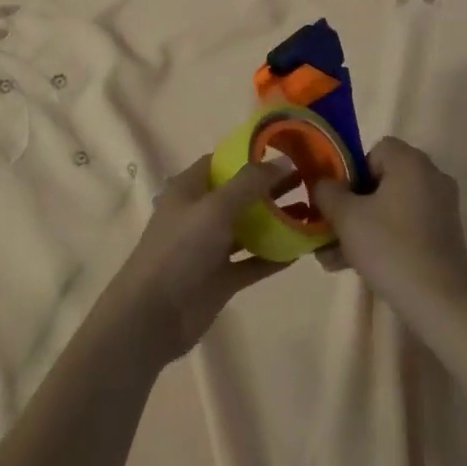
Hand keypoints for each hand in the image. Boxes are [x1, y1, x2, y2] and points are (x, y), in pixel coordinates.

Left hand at [95, 157, 291, 366]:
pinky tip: (301, 250)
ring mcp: (210, 247)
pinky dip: (274, 256)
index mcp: (189, 188)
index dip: (252, 154)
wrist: (153, 315)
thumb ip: (250, 183)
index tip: (287, 150)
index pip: (223, 161)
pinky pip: (252, 261)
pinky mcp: (221, 278)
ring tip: (312, 211)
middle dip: (271, 186)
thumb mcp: (215, 207)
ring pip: (248, 227)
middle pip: (240, 193)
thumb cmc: (180, 249)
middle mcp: (200, 213)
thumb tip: (284, 159)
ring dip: (276, 220)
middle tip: (309, 180)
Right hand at [313, 138, 466, 320]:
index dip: (351, 172)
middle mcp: (431, 177)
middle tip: (329, 230)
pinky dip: (383, 240)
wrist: (441, 304)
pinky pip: (405, 227)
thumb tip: (323, 183)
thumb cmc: (390, 248)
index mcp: (411, 162)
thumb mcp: (346, 217)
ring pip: (390, 208)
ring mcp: (441, 209)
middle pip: (381, 181)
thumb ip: (327, 191)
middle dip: (351, 206)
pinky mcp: (444, 237)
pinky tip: (356, 266)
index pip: (374, 150)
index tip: (338, 200)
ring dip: (361, 227)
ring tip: (333, 257)